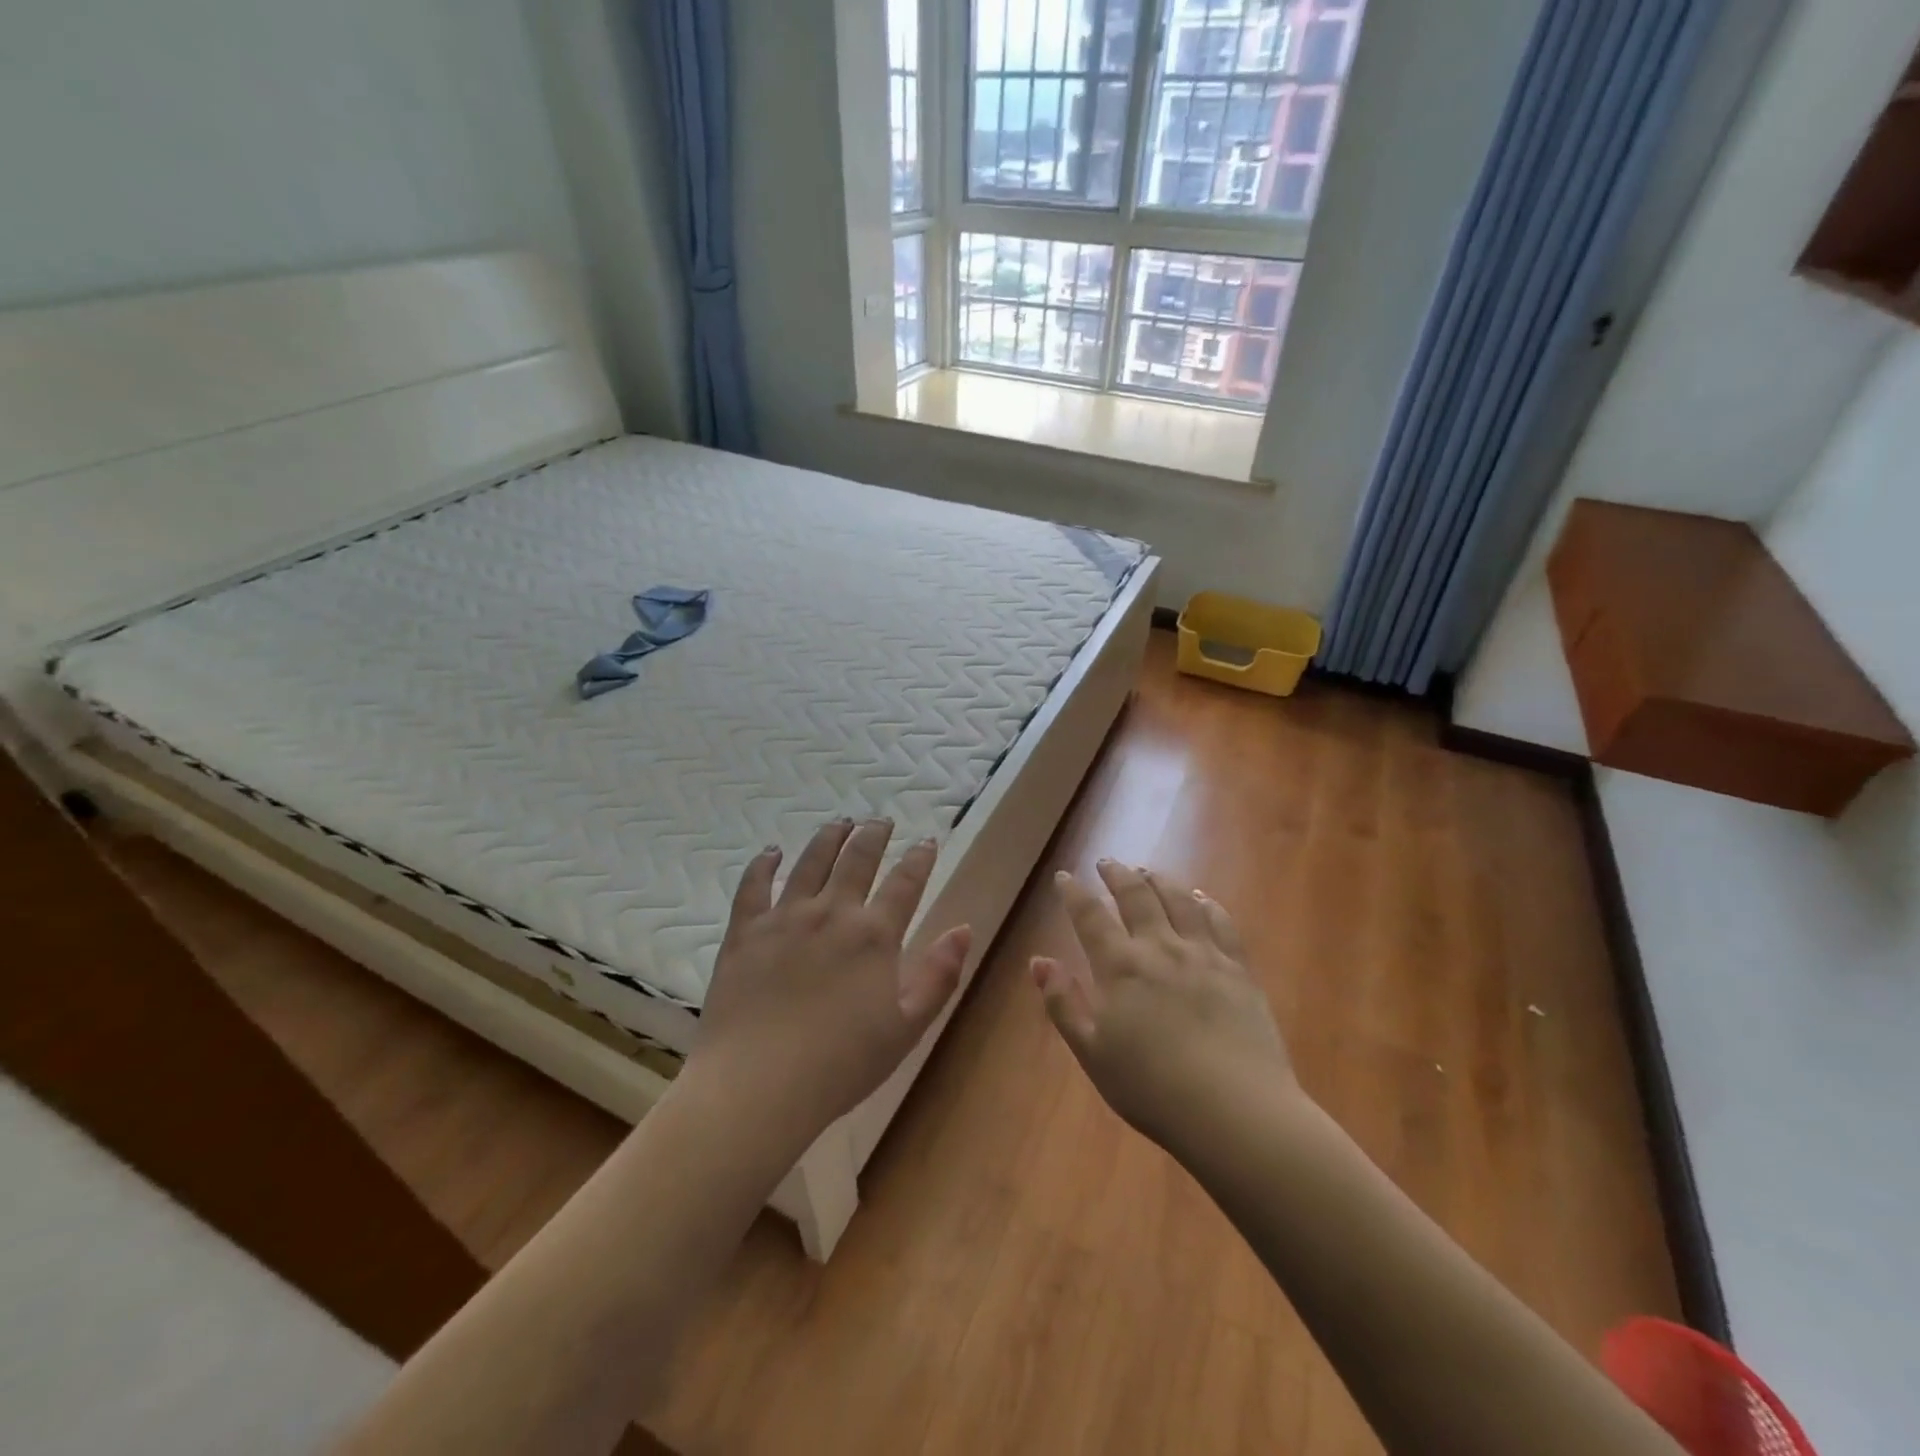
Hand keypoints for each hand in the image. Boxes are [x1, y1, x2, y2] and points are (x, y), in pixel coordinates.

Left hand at [689, 818, 971, 1144]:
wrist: (757, 1085)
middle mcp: (831, 913)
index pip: (904, 882)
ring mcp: (784, 918)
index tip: (927, 841)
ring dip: (829, 837)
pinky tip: (771, 852)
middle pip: (857, 859)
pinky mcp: (744, 932)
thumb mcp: (907, 1027)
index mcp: (874, 935)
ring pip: (810, 862)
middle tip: (881, 821)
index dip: (919, 858)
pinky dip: (763, 864)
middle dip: (874, 835)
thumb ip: (939, 975)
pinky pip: (753, 886)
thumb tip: (964, 929)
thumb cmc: (841, 1064)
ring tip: (840, 822)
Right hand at [1034, 860, 1298, 1150]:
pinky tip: (1200, 898)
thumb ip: (1063, 1003)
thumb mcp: (1092, 1053)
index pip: (1090, 916)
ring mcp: (1203, 954)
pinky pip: (1221, 922)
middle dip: (1117, 875)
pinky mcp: (1238, 969)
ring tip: (1148, 871)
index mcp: (1120, 966)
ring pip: (1178, 900)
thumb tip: (1039, 961)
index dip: (1074, 893)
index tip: (1065, 877)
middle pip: (1136, 896)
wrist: (1234, 1110)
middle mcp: (1160, 947)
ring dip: (1159, 880)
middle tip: (1107, 862)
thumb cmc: (1152, 1088)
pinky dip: (1206, 903)